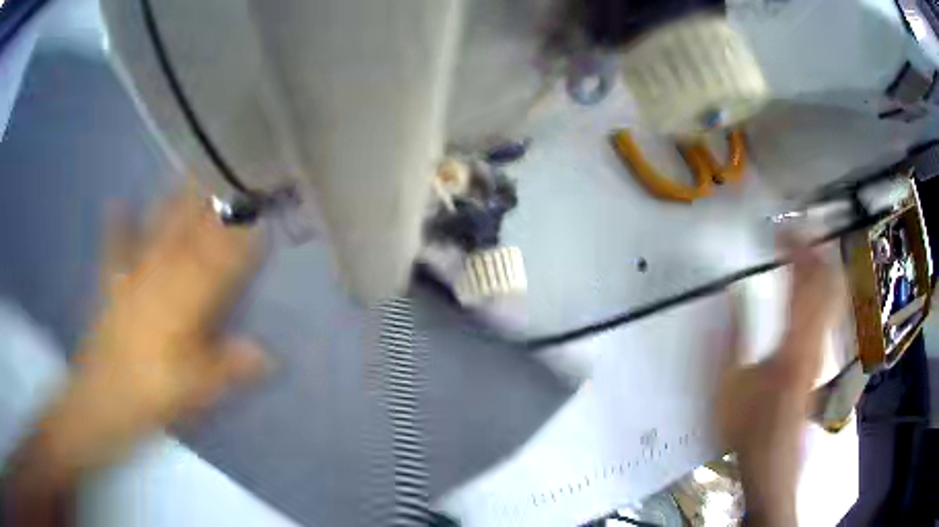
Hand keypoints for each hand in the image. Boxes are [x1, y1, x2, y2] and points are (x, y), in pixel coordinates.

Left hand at [7, 184, 267, 493]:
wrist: (100, 401)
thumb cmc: (149, 396)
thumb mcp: (194, 389)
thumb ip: (229, 366)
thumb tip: (271, 355)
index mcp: (181, 305)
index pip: (217, 264)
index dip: (240, 238)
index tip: (260, 213)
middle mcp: (158, 281)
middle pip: (188, 236)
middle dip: (209, 204)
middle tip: (227, 169)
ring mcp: (132, 279)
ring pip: (156, 232)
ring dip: (172, 201)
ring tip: (185, 168)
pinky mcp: (112, 287)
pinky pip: (115, 250)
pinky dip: (116, 226)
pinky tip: (117, 202)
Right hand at [716, 238, 841, 525]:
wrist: (774, 465)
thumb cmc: (748, 430)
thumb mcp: (729, 386)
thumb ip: (731, 336)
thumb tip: (731, 292)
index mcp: (792, 344)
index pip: (801, 283)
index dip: (794, 250)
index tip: (781, 229)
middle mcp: (816, 341)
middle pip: (827, 283)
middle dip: (816, 250)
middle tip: (801, 229)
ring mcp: (823, 350)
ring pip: (833, 296)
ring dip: (822, 265)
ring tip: (809, 246)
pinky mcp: (823, 359)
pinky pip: (830, 312)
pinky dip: (825, 287)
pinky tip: (817, 284)